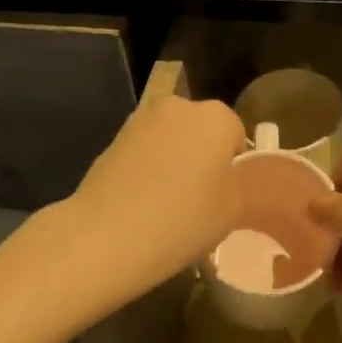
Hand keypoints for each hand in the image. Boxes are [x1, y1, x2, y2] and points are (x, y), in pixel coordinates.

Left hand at [64, 94, 245, 291]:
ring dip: (172, 159)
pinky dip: (145, 168)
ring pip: (169, 138)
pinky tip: (139, 202)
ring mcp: (141, 119)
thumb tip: (218, 178)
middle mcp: (180, 106)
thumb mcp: (231, 211)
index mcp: (216, 117)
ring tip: (165, 202)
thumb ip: (232, 184)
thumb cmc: (182, 220)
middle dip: (201, 154)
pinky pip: (143, 151)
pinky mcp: (112, 138)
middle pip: (200, 130)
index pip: (235, 135)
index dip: (232, 166)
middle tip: (197, 196)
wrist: (106, 235)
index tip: (224, 194)